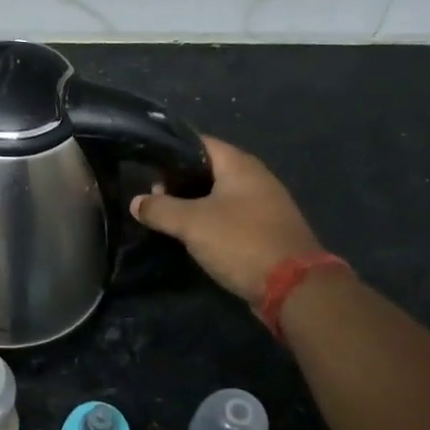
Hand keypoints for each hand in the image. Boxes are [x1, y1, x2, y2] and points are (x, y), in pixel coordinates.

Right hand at [131, 135, 321, 306]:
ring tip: (166, 218)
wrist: (293, 286)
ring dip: (193, 204)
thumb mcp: (191, 223)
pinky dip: (210, 221)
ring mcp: (264, 204)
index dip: (171, 151)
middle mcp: (255, 178)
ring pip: (219, 195)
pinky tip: (193, 235)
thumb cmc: (241, 241)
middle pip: (208, 170)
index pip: (199, 143)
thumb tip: (136, 202)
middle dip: (178, 181)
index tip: (146, 164)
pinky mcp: (266, 229)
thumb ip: (160, 209)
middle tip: (153, 198)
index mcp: (239, 165)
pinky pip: (231, 217)